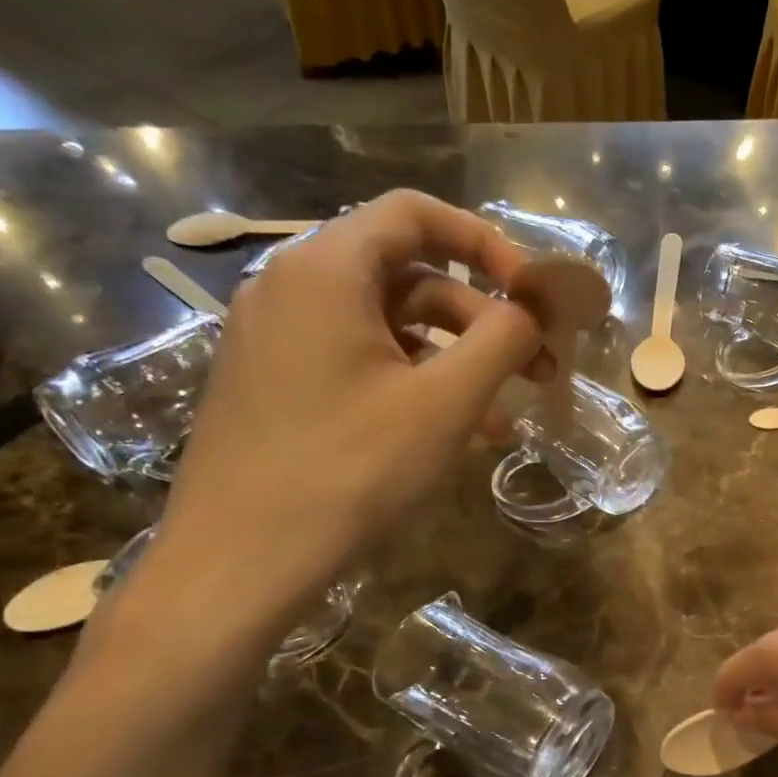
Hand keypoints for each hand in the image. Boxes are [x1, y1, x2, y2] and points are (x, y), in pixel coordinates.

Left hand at [149, 191, 546, 637]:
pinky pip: (358, 362)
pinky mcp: (275, 384)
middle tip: (537, 366)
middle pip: (408, 274)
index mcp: (326, 271)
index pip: (416, 214)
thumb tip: (533, 311)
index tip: (532, 295)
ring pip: (387, 326)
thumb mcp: (444, 404)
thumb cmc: (350, 471)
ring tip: (505, 414)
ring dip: (455, 359)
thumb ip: (501, 341)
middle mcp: (292, 288)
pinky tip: (453, 432)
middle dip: (482, 317)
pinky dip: (413, 383)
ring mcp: (277, 339)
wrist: (240, 562)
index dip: (487, 244)